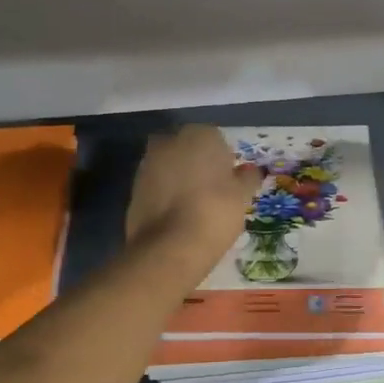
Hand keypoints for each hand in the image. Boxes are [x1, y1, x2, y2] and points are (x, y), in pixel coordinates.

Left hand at [127, 125, 262, 263]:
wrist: (170, 247)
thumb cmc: (215, 212)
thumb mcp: (242, 196)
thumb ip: (247, 178)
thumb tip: (250, 171)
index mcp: (201, 134)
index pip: (217, 141)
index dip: (224, 162)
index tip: (230, 183)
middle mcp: (171, 141)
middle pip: (189, 150)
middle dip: (198, 165)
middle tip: (212, 192)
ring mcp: (148, 164)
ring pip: (170, 167)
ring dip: (180, 179)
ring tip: (194, 208)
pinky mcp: (133, 187)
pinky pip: (157, 186)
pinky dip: (165, 196)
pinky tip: (176, 217)